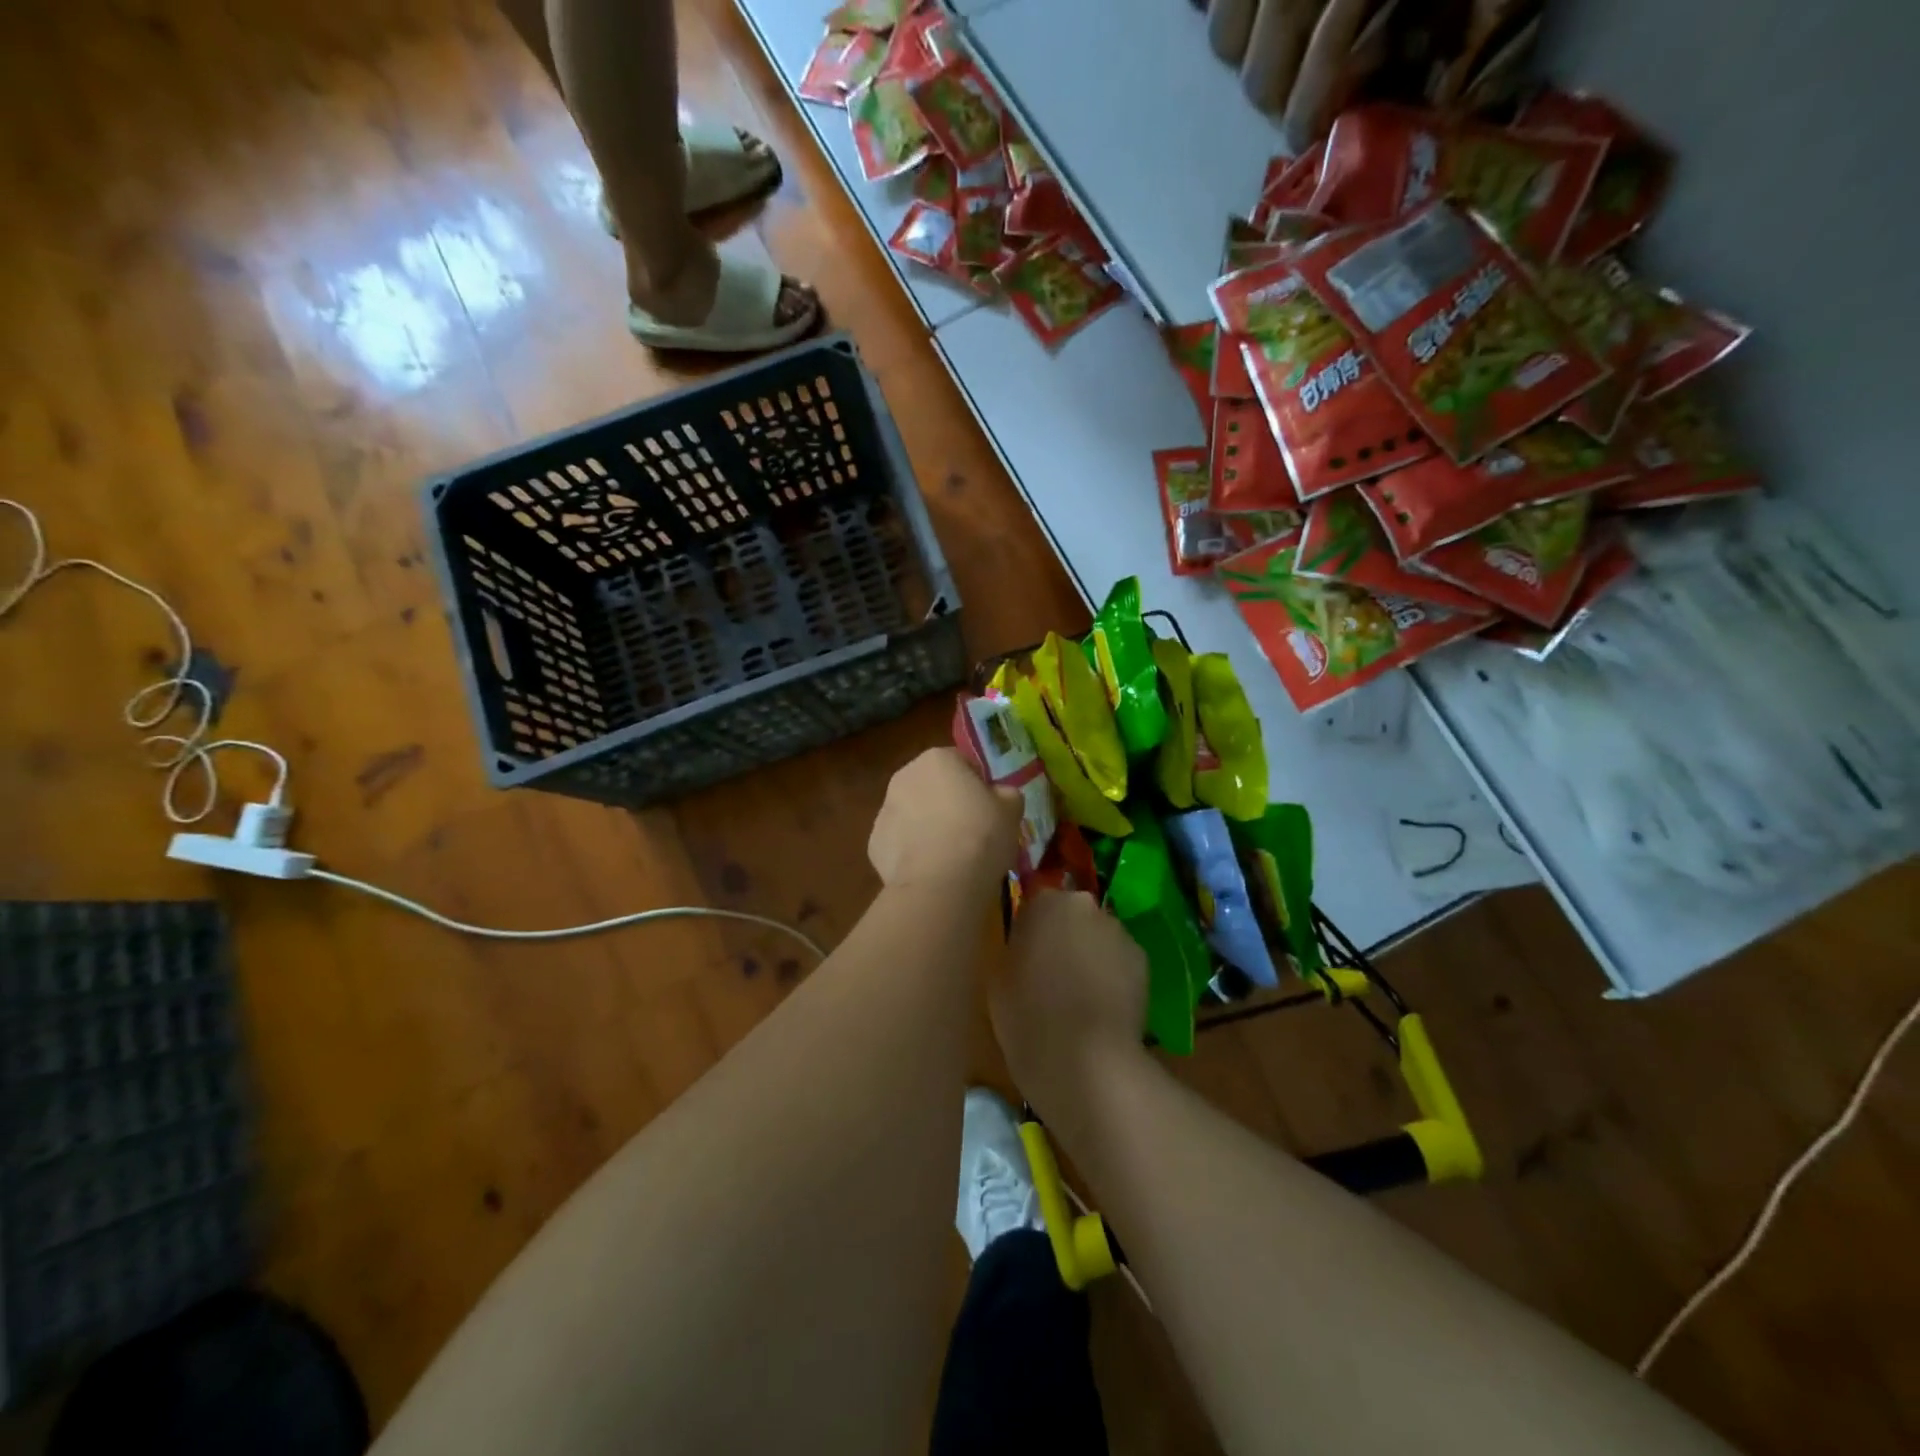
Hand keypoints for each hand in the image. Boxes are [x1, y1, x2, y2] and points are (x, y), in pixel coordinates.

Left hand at [867, 747, 1020, 892]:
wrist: (941, 883)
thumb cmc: (981, 835)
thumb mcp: (1011, 809)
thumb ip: (1006, 794)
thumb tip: (1000, 794)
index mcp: (937, 758)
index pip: (962, 762)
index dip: (978, 785)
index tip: (990, 808)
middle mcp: (904, 776)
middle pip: (932, 785)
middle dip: (948, 802)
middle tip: (971, 831)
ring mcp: (884, 810)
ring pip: (913, 813)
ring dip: (927, 825)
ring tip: (950, 855)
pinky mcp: (874, 843)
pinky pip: (900, 842)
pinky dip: (912, 852)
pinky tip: (931, 870)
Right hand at [992, 890, 1147, 1114]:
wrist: (1084, 1059)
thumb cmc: (1026, 1014)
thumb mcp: (1000, 975)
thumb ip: (1017, 946)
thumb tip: (1029, 945)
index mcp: (1046, 902)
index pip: (1037, 903)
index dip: (1032, 929)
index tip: (1025, 956)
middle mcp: (1086, 906)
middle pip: (1073, 915)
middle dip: (1065, 937)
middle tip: (1052, 974)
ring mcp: (1119, 932)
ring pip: (1099, 937)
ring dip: (1090, 955)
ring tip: (1080, 997)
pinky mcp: (1144, 961)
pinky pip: (1120, 961)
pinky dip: (1113, 976)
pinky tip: (1102, 1009)